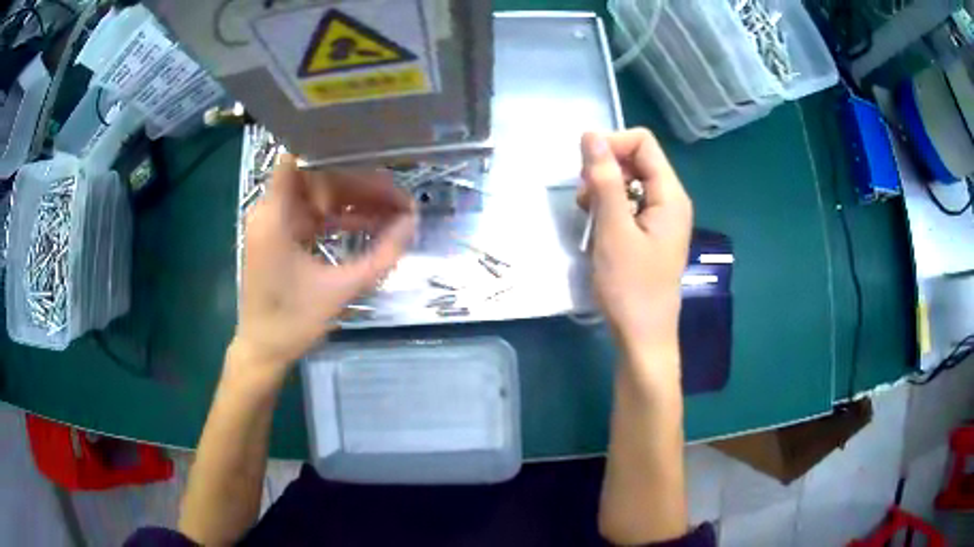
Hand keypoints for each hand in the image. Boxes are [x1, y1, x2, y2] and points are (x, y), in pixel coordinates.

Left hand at [233, 154, 415, 375]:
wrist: (264, 352)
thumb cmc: (292, 322)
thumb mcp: (339, 290)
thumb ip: (380, 256)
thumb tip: (412, 223)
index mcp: (274, 216)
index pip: (300, 159)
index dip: (335, 155)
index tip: (374, 159)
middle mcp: (272, 211)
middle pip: (318, 178)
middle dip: (359, 185)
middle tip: (398, 198)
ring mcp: (276, 225)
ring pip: (319, 197)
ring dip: (354, 202)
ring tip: (393, 212)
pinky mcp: (283, 239)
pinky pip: (315, 217)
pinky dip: (340, 219)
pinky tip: (370, 226)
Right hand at [577, 129, 692, 357]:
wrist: (642, 337)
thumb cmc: (630, 287)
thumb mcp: (613, 230)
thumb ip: (604, 180)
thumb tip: (591, 135)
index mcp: (670, 195)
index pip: (643, 142)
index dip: (612, 145)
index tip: (585, 169)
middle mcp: (670, 200)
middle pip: (637, 160)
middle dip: (605, 169)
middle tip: (585, 198)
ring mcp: (661, 218)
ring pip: (630, 182)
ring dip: (604, 190)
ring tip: (588, 216)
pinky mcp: (650, 234)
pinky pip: (629, 205)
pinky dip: (609, 209)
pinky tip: (597, 229)